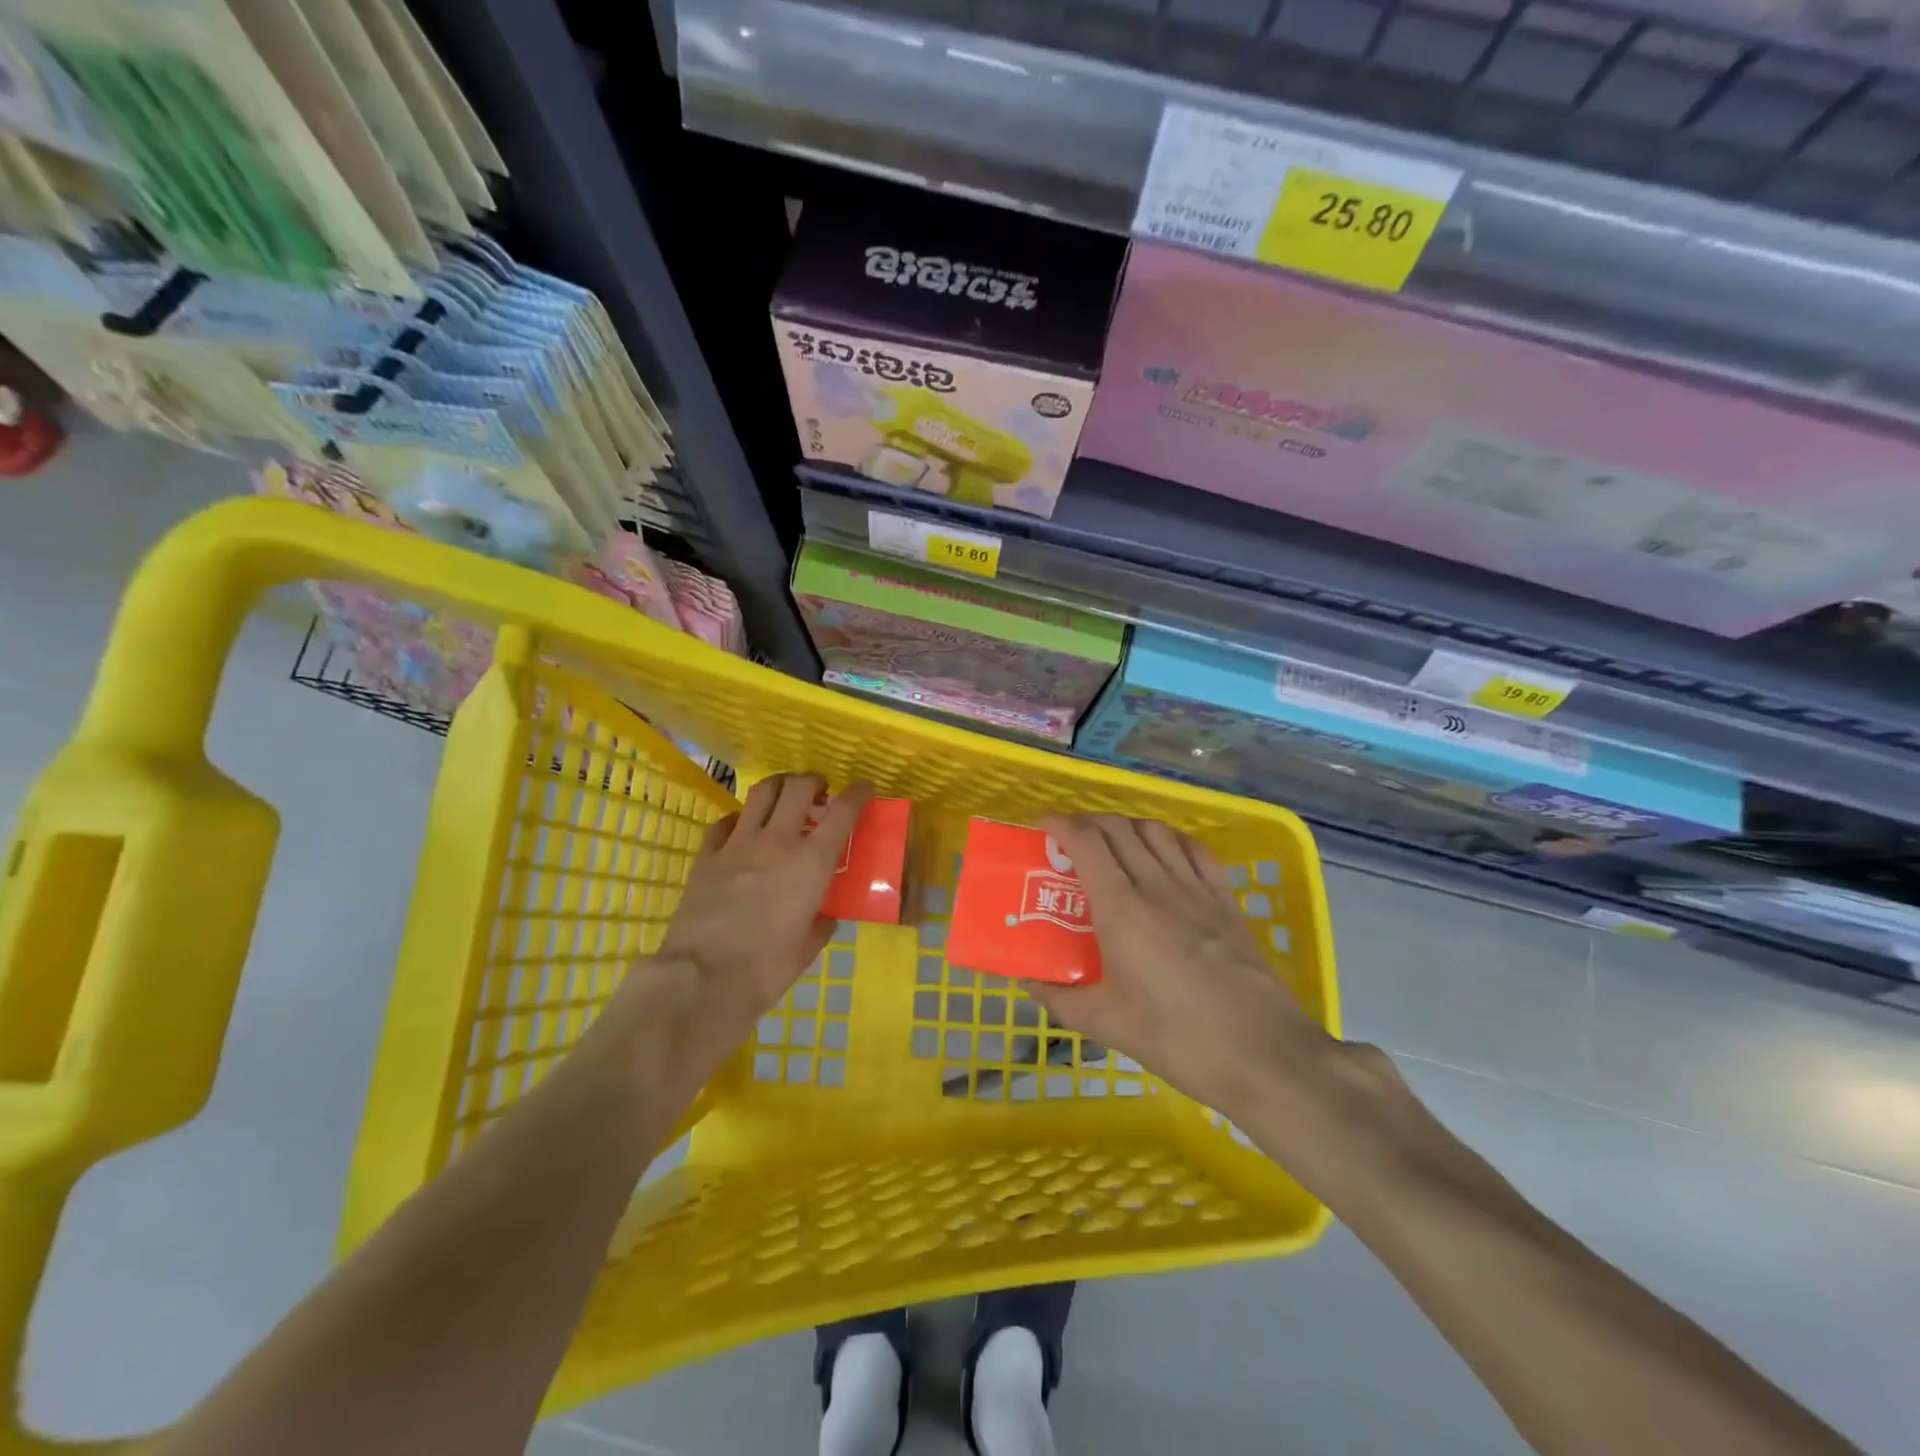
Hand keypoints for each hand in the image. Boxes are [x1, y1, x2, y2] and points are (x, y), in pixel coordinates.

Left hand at [658, 773, 872, 1028]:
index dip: (857, 793)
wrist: (703, 979)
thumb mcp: (807, 948)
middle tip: (819, 792)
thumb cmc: (766, 968)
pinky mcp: (706, 856)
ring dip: (779, 786)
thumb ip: (820, 925)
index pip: (843, 811)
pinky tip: (741, 830)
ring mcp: (738, 844)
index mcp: (811, 862)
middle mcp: (777, 841)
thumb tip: (824, 917)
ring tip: (784, 796)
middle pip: (799, 787)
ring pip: (761, 792)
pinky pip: (724, 822)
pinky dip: (739, 819)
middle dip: (814, 781)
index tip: (864, 787)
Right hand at [1030, 814, 1335, 1116]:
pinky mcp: (1226, 901)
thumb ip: (1061, 999)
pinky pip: (1195, 851)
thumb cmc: (1176, 1037)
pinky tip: (1165, 854)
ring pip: (1156, 832)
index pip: (1087, 842)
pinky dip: (1171, 840)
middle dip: (1088, 822)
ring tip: (1113, 845)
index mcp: (1121, 909)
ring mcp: (1197, 889)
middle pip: (1118, 828)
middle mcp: (1157, 885)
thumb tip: (1031, 982)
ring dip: (1127, 826)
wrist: (1262, 1052)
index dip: (1061, 824)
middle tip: (1071, 840)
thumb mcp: (1106, 1023)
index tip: (1043, 826)